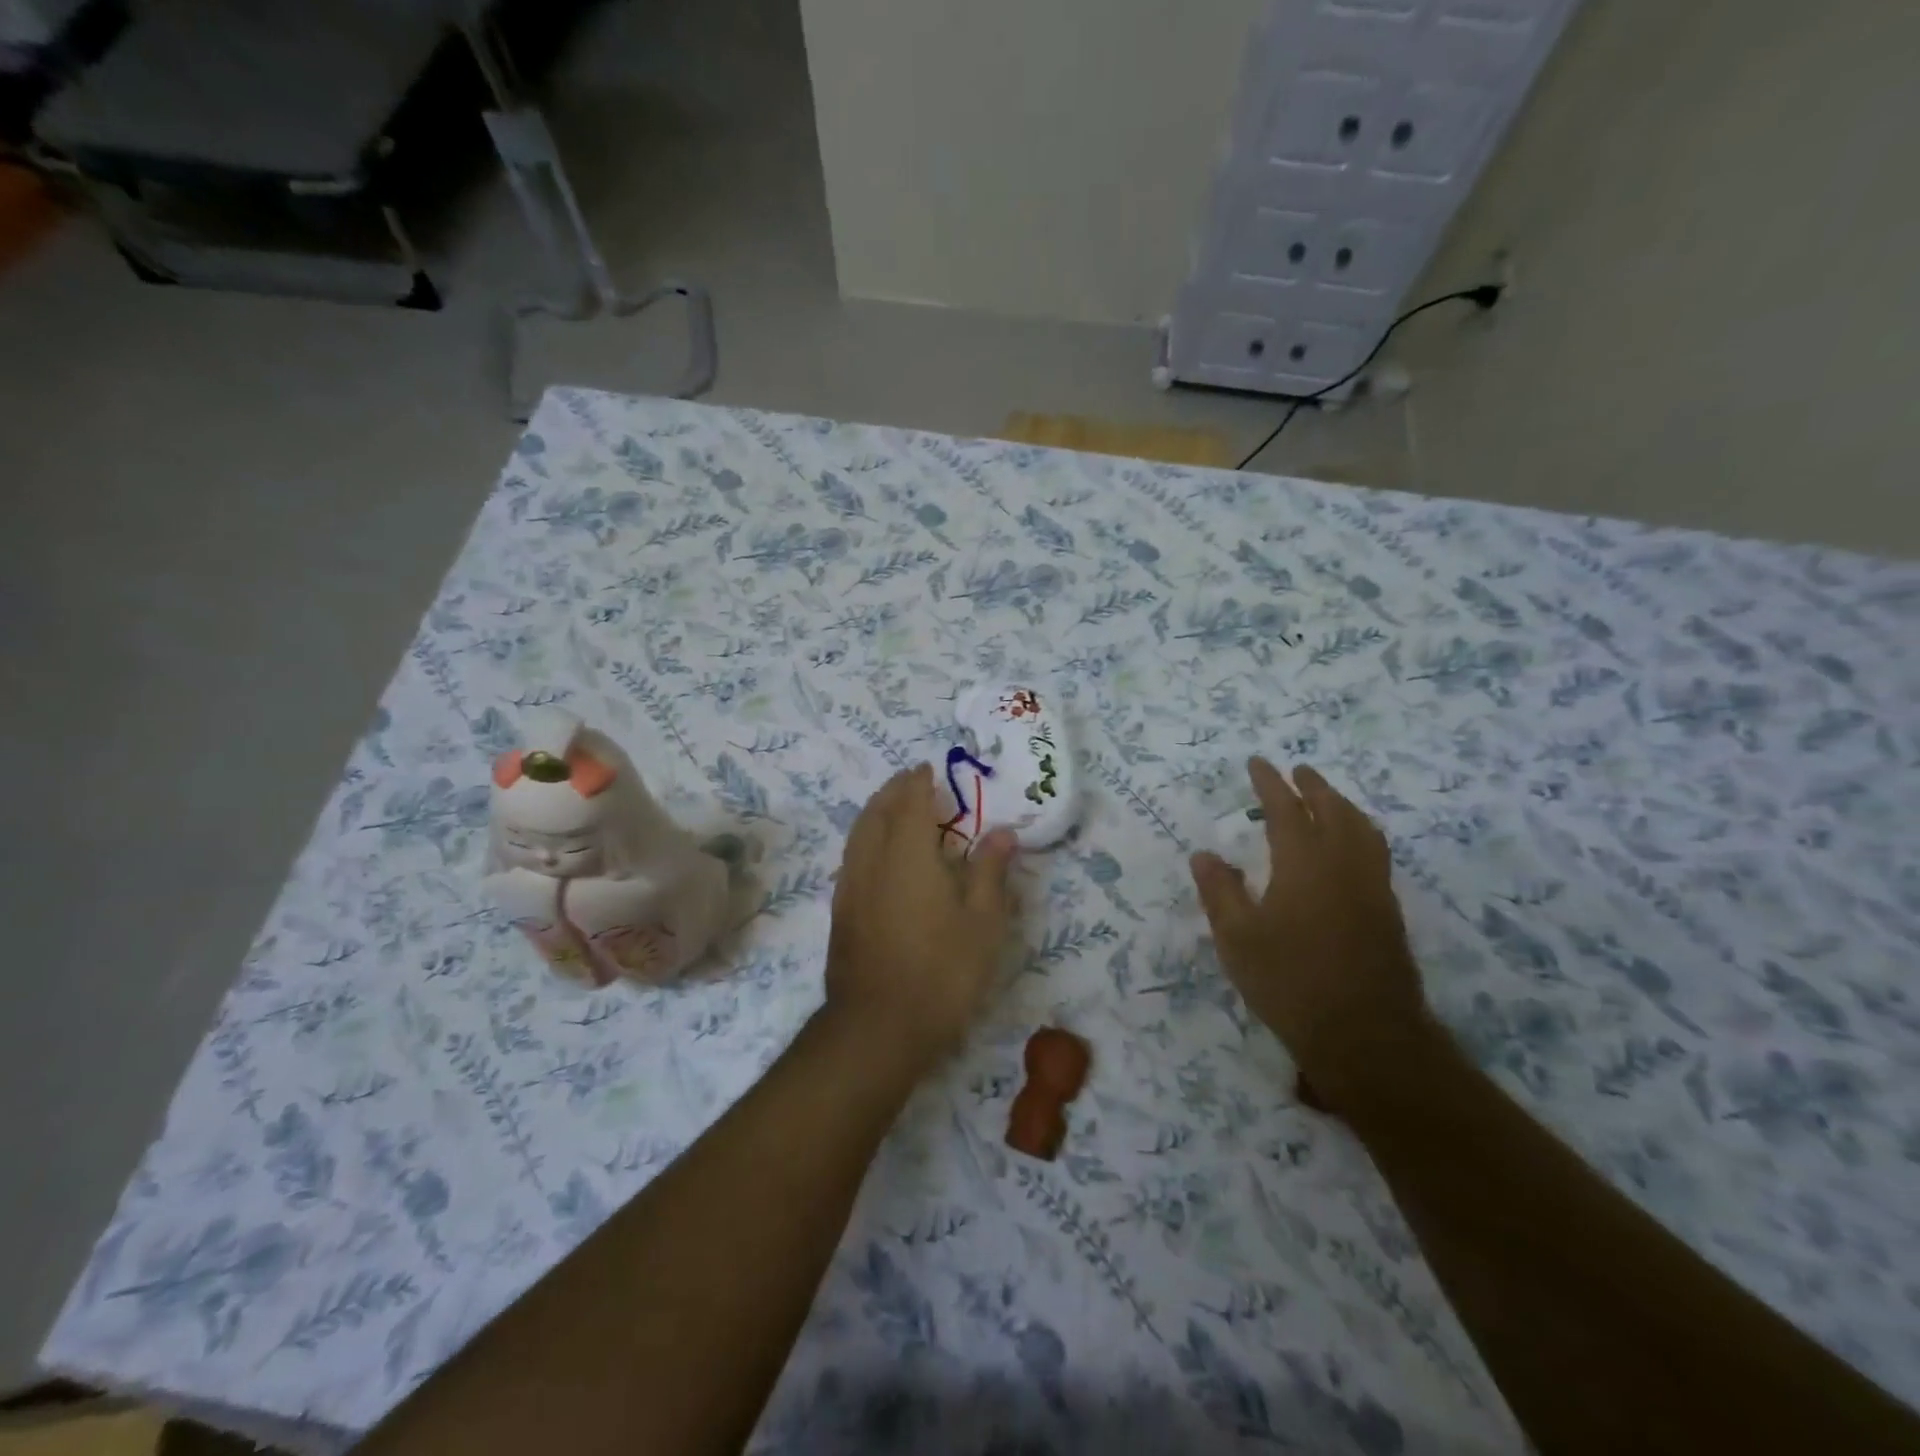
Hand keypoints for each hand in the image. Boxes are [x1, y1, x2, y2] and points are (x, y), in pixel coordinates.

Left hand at [825, 765, 1019, 1066]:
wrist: (878, 1026)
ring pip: (859, 832)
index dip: (919, 781)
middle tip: (911, 780)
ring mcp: (850, 885)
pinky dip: (865, 837)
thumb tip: (1001, 832)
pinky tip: (877, 854)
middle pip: (878, 810)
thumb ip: (990, 871)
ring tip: (893, 807)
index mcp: (908, 853)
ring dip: (876, 811)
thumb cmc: (942, 971)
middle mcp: (872, 859)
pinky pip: (851, 855)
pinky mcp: (840, 911)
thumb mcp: (983, 922)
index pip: (910, 801)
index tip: (928, 768)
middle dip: (894, 790)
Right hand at [1190, 759, 1432, 1109]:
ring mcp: (1372, 886)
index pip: (1285, 808)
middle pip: (1332, 809)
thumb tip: (1204, 854)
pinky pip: (1375, 851)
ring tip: (1326, 798)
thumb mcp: (1237, 938)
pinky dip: (1359, 831)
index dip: (1270, 783)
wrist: (1366, 1035)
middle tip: (1296, 770)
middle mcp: (1343, 863)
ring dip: (1341, 804)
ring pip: (1362, 828)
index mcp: (1304, 862)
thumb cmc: (1290, 982)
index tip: (1258, 762)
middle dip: (1312, 785)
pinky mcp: (1387, 910)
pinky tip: (1350, 847)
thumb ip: (1220, 891)